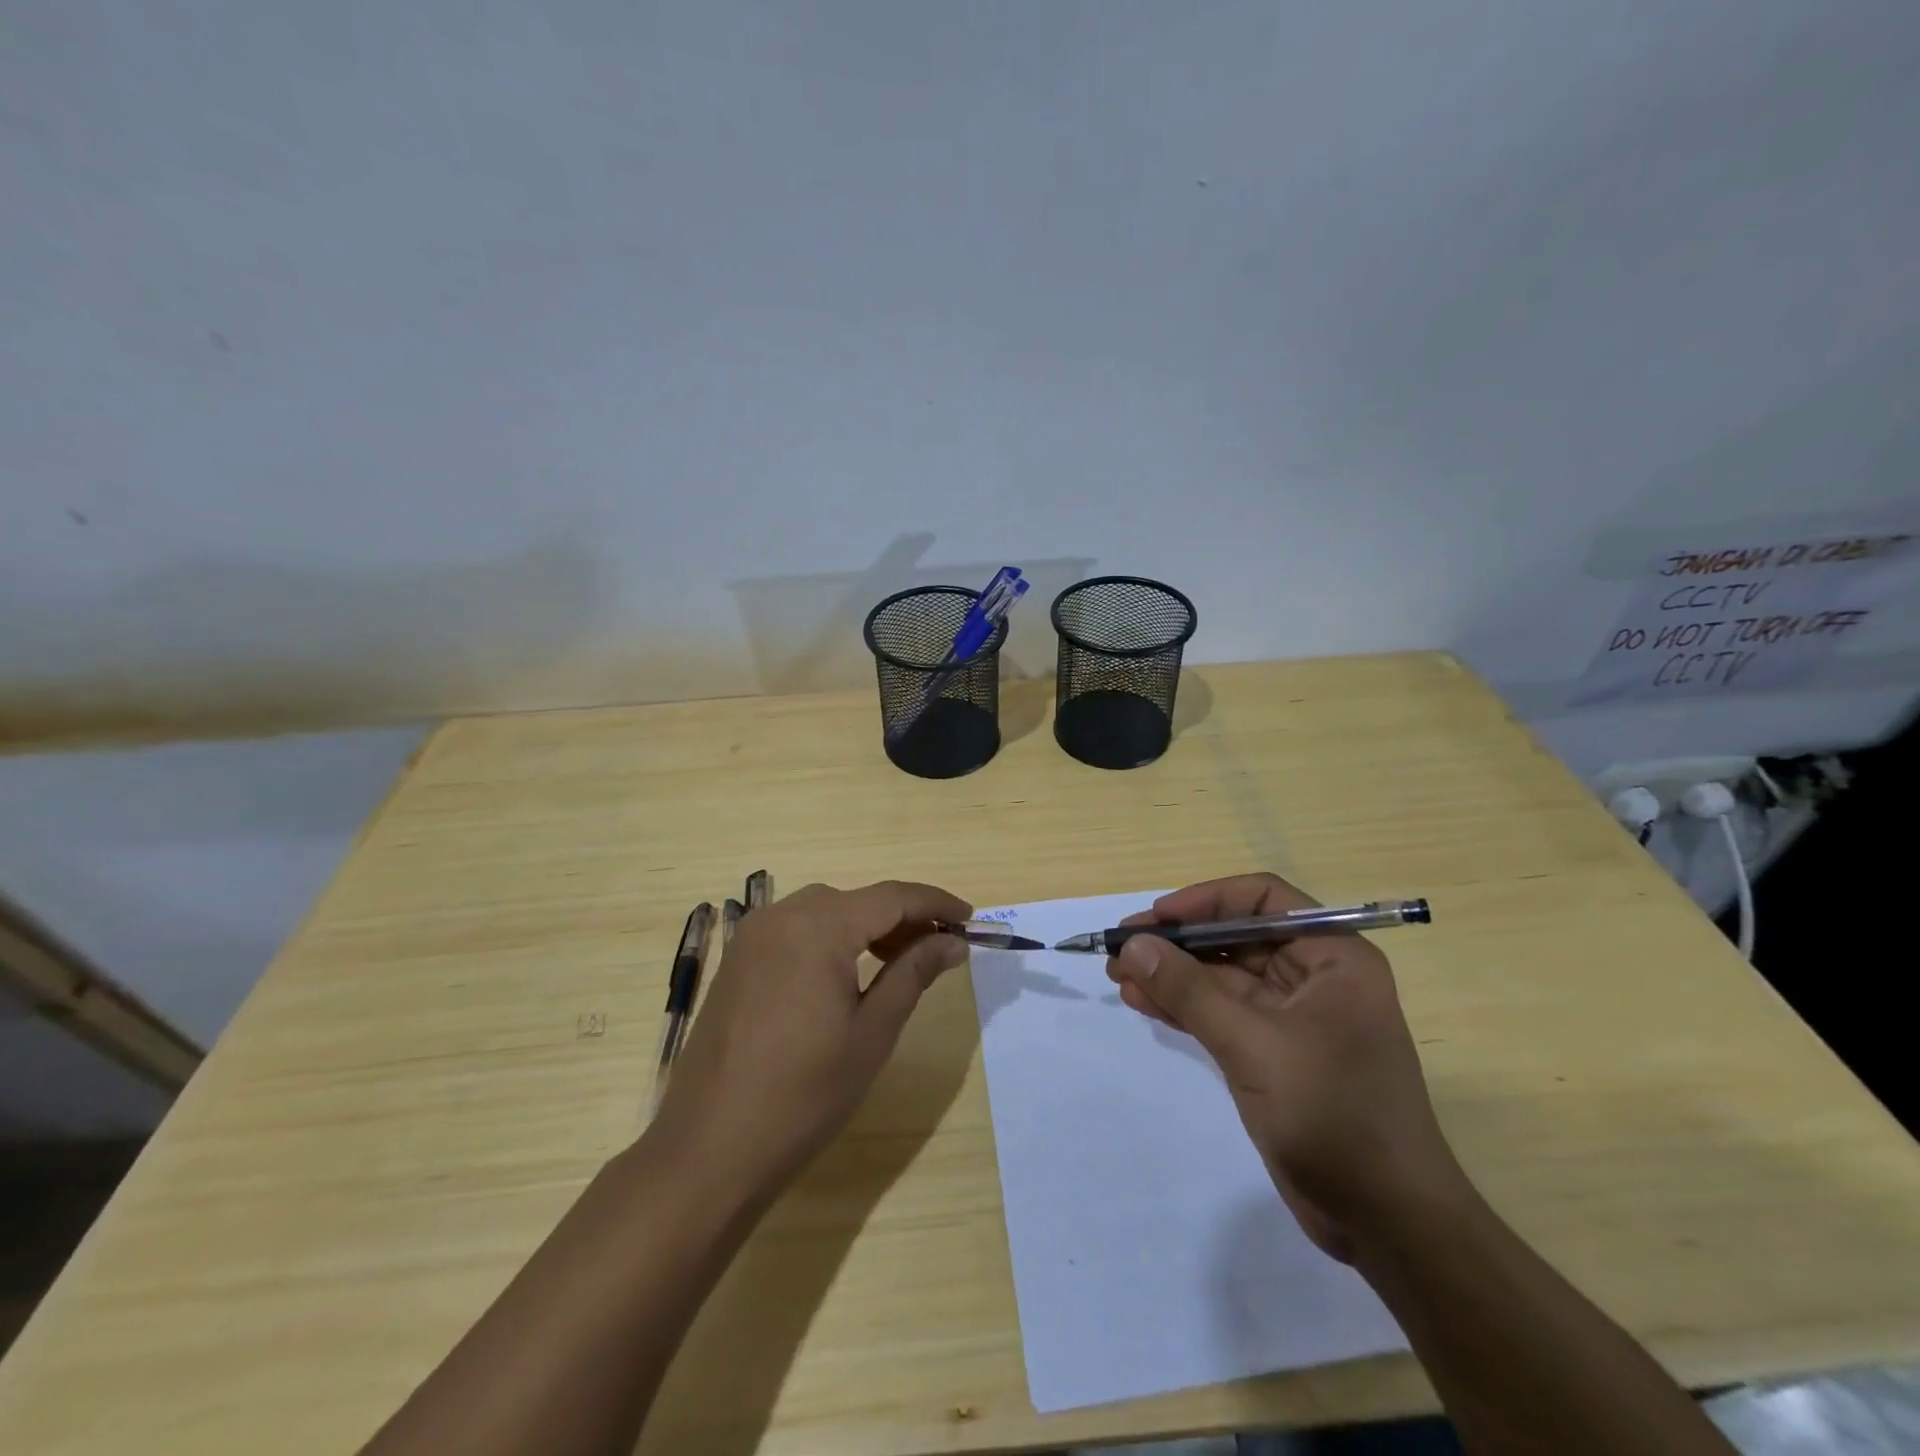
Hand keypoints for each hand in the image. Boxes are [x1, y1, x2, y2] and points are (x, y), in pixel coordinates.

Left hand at [649, 880, 970, 1205]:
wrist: (708, 1151)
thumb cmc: (803, 1095)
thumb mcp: (872, 1032)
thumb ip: (914, 973)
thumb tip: (951, 941)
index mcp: (817, 926)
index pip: (892, 897)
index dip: (936, 903)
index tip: (971, 919)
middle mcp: (781, 916)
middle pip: (857, 900)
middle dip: (903, 918)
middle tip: (940, 949)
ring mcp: (752, 937)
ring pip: (826, 912)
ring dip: (867, 928)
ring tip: (900, 963)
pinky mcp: (737, 961)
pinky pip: (796, 931)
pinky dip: (831, 940)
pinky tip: (848, 975)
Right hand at [1108, 873, 1463, 1260]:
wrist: (1387, 1224)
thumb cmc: (1335, 1116)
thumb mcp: (1255, 1045)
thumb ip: (1190, 991)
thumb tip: (1133, 945)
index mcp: (1334, 956)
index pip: (1263, 900)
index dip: (1205, 901)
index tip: (1156, 918)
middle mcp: (1316, 976)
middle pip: (1236, 936)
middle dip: (1179, 942)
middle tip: (1122, 948)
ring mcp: (1294, 1017)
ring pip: (1223, 976)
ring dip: (1173, 973)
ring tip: (1119, 974)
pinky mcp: (1274, 1053)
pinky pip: (1221, 1013)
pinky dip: (1183, 1006)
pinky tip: (1141, 1001)